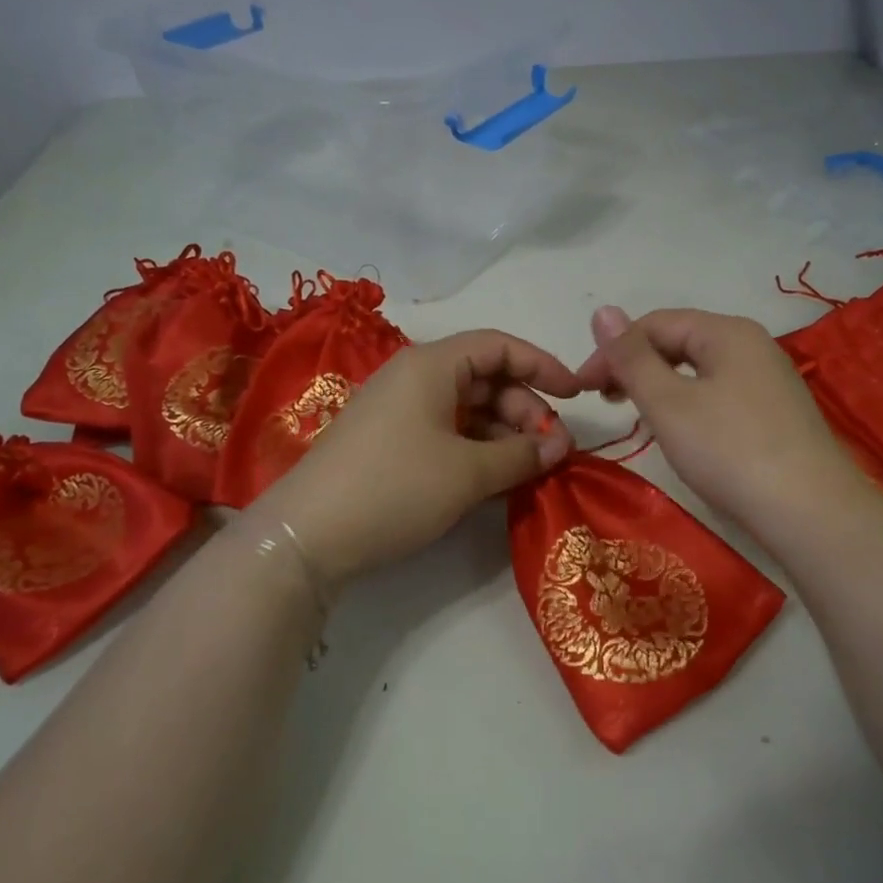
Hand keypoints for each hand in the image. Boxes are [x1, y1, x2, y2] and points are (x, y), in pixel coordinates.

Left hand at [252, 330, 577, 589]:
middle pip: (486, 378)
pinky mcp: (390, 442)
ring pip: (467, 408)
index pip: (499, 346)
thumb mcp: (467, 472)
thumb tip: (560, 446)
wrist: (306, 537)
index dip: (543, 366)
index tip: (576, 396)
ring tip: (529, 470)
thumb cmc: (394, 488)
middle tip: (553, 450)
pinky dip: (477, 449)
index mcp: (432, 365)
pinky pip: (447, 432)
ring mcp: (400, 411)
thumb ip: (521, 454)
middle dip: (526, 409)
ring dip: (504, 433)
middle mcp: (415, 377)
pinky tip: (496, 479)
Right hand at [573, 306, 865, 544]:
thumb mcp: (668, 403)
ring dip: (661, 385)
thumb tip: (602, 310)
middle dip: (636, 366)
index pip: (655, 324)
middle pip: (679, 341)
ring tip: (638, 416)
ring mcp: (770, 379)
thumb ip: (631, 358)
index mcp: (727, 332)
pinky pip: (721, 392)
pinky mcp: (777, 412)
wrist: (811, 513)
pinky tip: (683, 432)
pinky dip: (690, 403)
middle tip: (607, 402)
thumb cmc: (729, 451)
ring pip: (700, 369)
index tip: (583, 389)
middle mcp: (753, 345)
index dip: (612, 351)